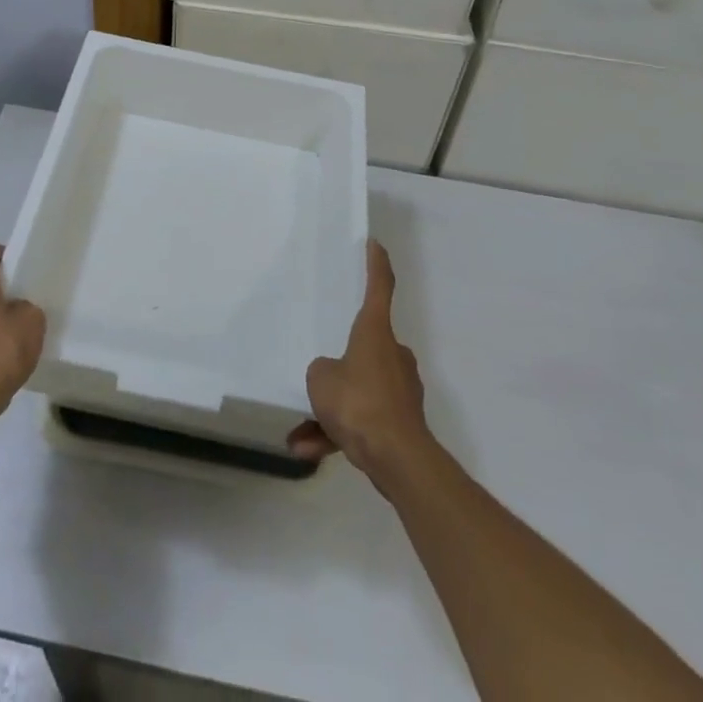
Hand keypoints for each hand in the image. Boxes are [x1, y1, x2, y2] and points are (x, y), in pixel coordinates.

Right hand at [288, 239, 428, 483]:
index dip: (376, 264)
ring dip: (332, 410)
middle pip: (365, 348)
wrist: (397, 458)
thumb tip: (332, 377)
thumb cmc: (358, 402)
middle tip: (319, 378)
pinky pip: (364, 422)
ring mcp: (400, 390)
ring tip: (302, 432)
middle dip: (341, 366)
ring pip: (360, 391)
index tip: (375, 244)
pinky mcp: (401, 423)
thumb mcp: (321, 378)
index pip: (380, 287)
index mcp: (375, 332)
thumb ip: (322, 371)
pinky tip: (310, 449)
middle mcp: (392, 354)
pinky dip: (338, 434)